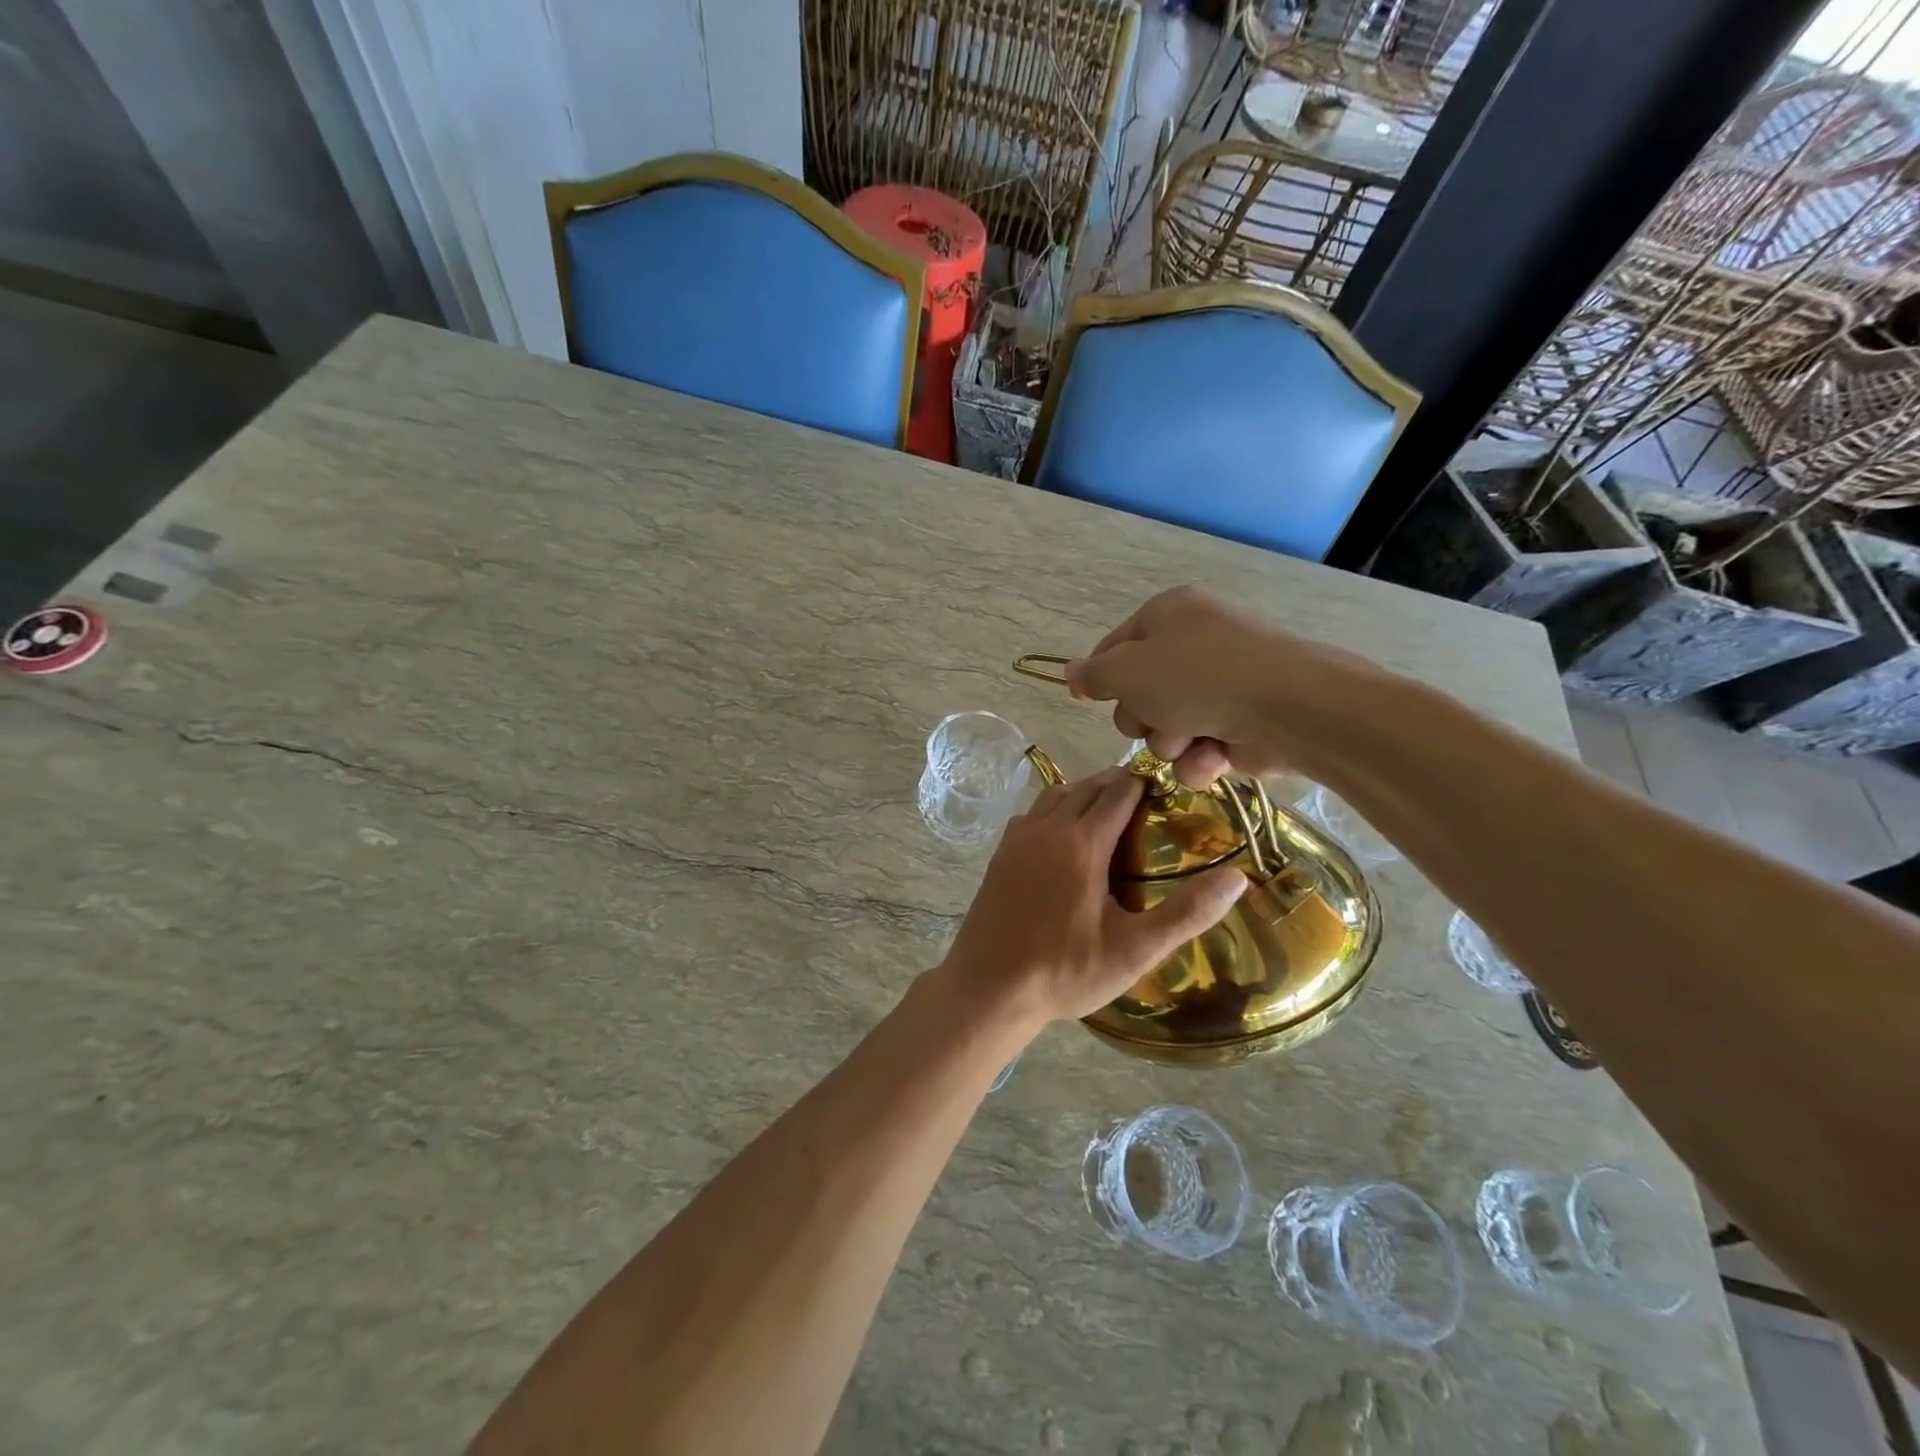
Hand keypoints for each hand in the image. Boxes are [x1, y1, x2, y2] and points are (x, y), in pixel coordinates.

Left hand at [938, 766, 1245, 1029]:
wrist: (988, 987)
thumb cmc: (1065, 971)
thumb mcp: (1134, 950)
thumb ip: (1186, 913)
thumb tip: (1238, 879)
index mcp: (1082, 842)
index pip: (1118, 793)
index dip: (1144, 784)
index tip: (1167, 788)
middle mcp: (1047, 828)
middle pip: (1087, 787)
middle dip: (1116, 784)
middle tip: (1144, 799)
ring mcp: (1018, 838)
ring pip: (1055, 795)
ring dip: (1083, 793)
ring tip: (1108, 810)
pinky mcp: (1000, 854)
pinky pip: (1033, 814)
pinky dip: (1055, 809)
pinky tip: (1063, 836)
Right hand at [1065, 586, 1374, 785]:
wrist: (1287, 707)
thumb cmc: (1196, 677)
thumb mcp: (1127, 672)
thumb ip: (1093, 675)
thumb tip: (1071, 672)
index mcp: (1168, 615)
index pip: (1114, 646)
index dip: (1099, 676)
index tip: (1088, 700)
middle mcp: (1194, 645)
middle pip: (1138, 693)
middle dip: (1141, 717)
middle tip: (1154, 717)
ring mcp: (1220, 686)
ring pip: (1166, 727)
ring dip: (1169, 742)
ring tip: (1191, 739)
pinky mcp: (1240, 724)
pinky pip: (1198, 748)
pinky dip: (1200, 759)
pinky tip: (1213, 758)